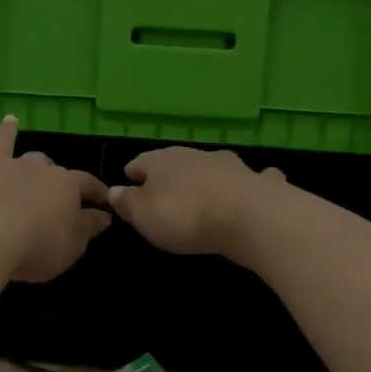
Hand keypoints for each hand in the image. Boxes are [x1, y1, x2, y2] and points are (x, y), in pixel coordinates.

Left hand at [0, 117, 111, 281]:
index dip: (96, 191)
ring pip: (0, 145)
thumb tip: (102, 215)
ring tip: (9, 121)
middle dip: (48, 168)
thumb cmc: (37, 246)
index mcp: (63, 185)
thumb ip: (87, 228)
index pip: (85, 184)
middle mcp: (29, 169)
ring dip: (5, 133)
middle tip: (51, 176)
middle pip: (42, 163)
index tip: (104, 198)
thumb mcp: (73, 245)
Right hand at [108, 148, 284, 255]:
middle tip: (164, 194)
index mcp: (162, 161)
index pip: (140, 162)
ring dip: (206, 177)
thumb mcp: (143, 215)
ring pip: (212, 167)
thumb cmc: (184, 215)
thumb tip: (113, 190)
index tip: (128, 182)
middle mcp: (195, 155)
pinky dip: (248, 183)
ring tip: (203, 193)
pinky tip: (252, 189)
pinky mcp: (258, 181)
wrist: (248, 216)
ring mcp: (230, 165)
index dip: (132, 174)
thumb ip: (127, 202)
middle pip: (176, 163)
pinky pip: (250, 180)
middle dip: (170, 176)